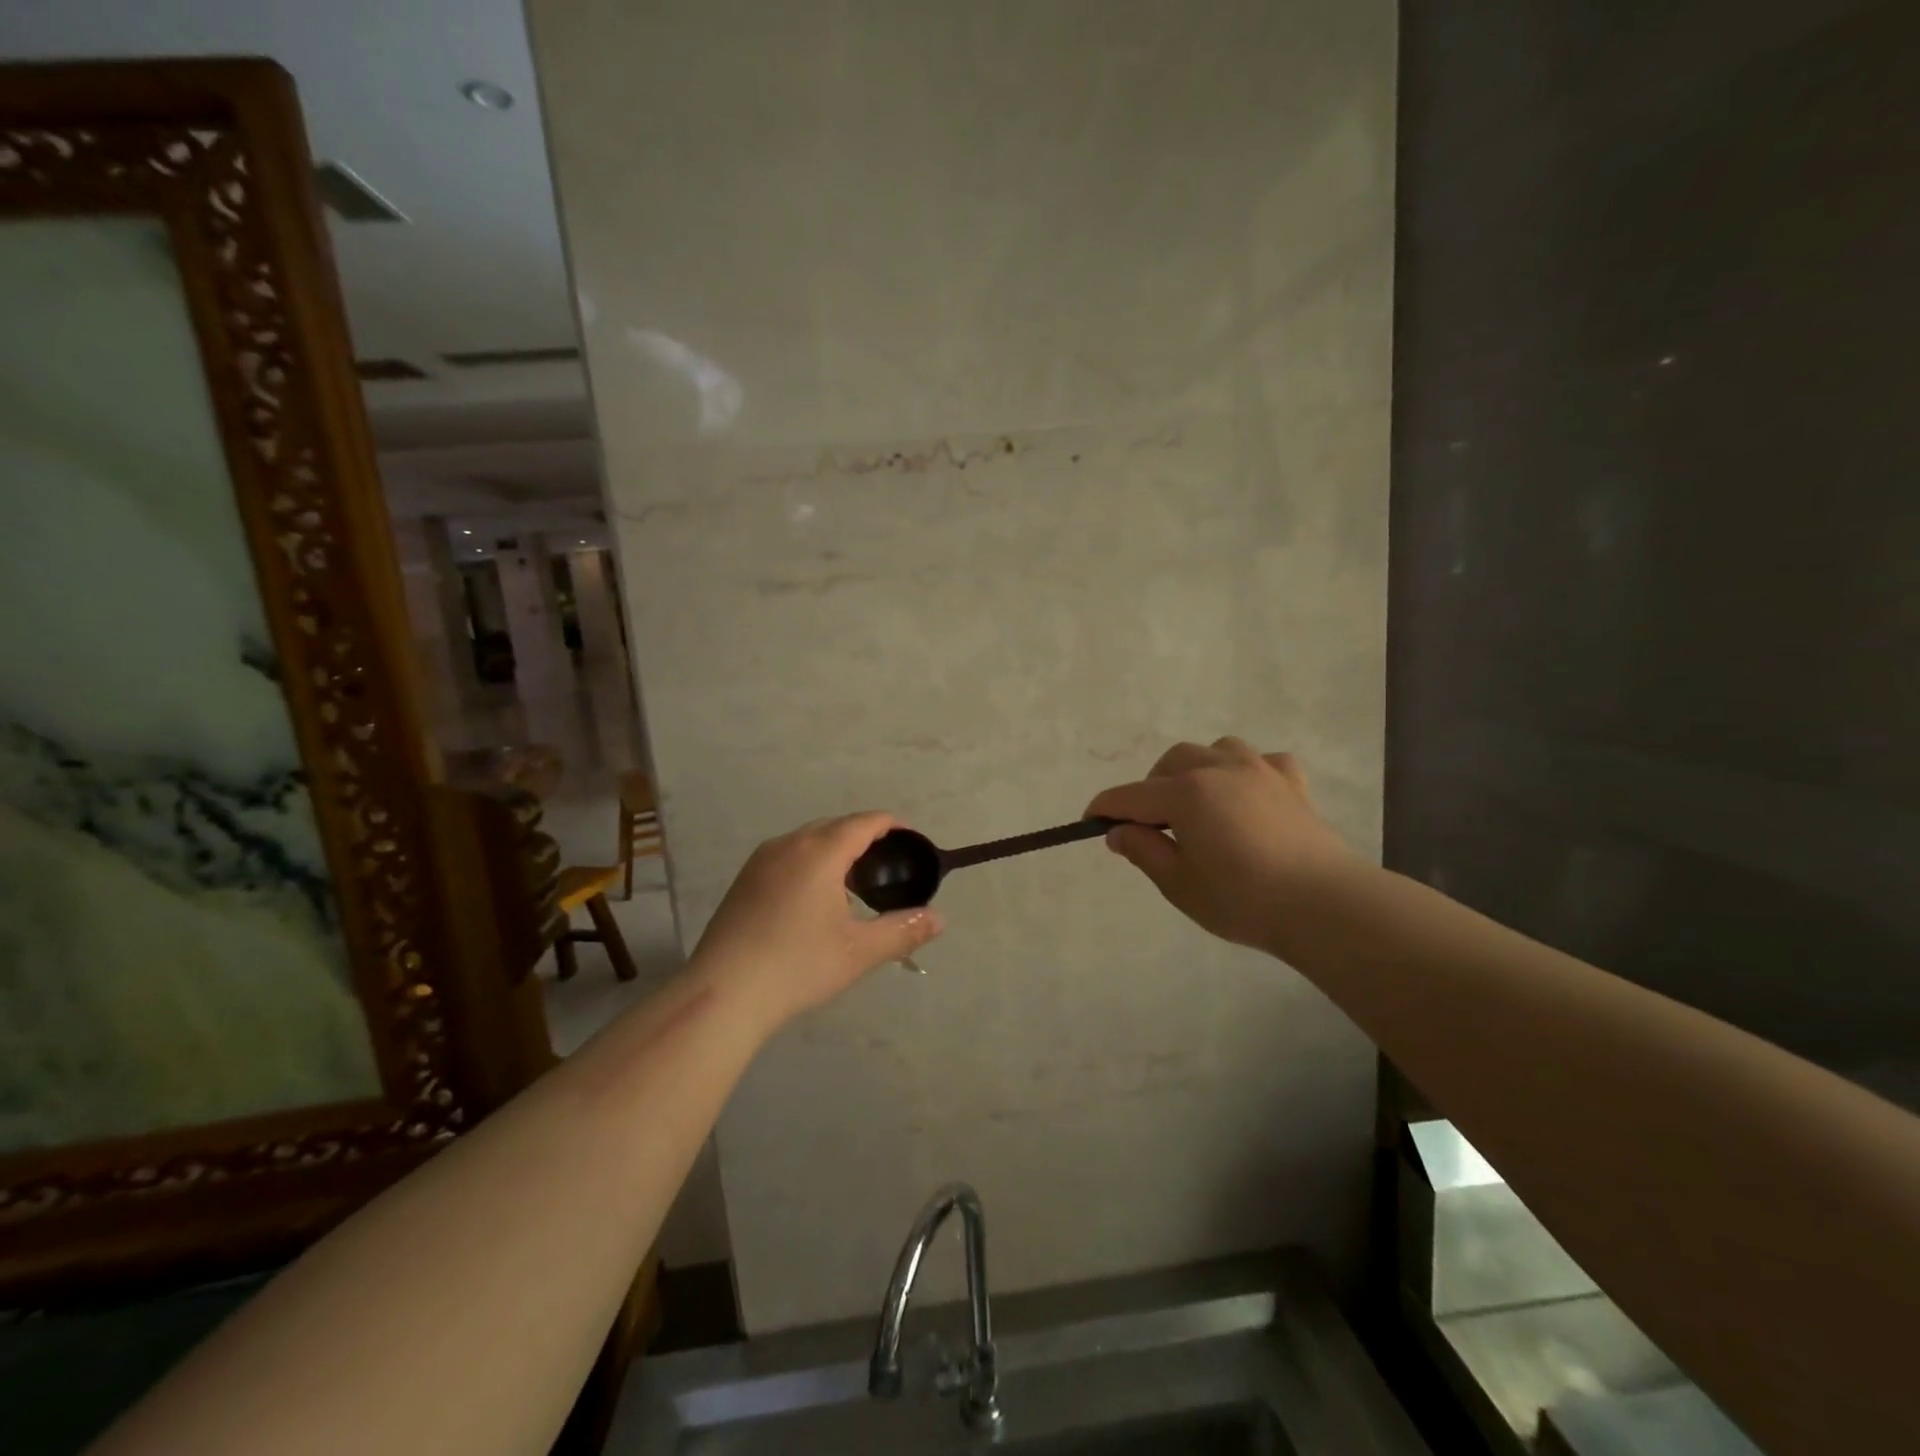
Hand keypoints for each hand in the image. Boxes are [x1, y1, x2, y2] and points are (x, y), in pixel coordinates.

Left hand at [691, 812, 944, 1028]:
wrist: (724, 993)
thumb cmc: (798, 966)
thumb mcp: (859, 952)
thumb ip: (902, 930)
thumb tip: (939, 919)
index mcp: (820, 852)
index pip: (864, 822)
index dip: (893, 826)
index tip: (912, 842)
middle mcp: (789, 844)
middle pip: (836, 826)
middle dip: (866, 838)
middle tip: (888, 868)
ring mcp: (761, 860)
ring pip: (809, 840)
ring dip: (836, 851)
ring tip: (855, 885)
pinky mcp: (744, 880)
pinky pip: (788, 855)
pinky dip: (811, 863)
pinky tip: (815, 900)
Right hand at [1086, 738, 1359, 952]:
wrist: (1325, 905)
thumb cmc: (1243, 899)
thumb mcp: (1179, 884)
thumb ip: (1144, 851)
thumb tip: (1118, 832)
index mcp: (1186, 793)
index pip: (1131, 796)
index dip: (1105, 808)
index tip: (1090, 821)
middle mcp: (1219, 770)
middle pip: (1172, 762)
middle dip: (1152, 786)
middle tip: (1151, 824)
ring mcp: (1261, 771)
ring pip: (1216, 750)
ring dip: (1198, 769)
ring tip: (1198, 802)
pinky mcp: (1293, 784)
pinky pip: (1264, 762)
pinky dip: (1247, 773)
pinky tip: (1248, 795)